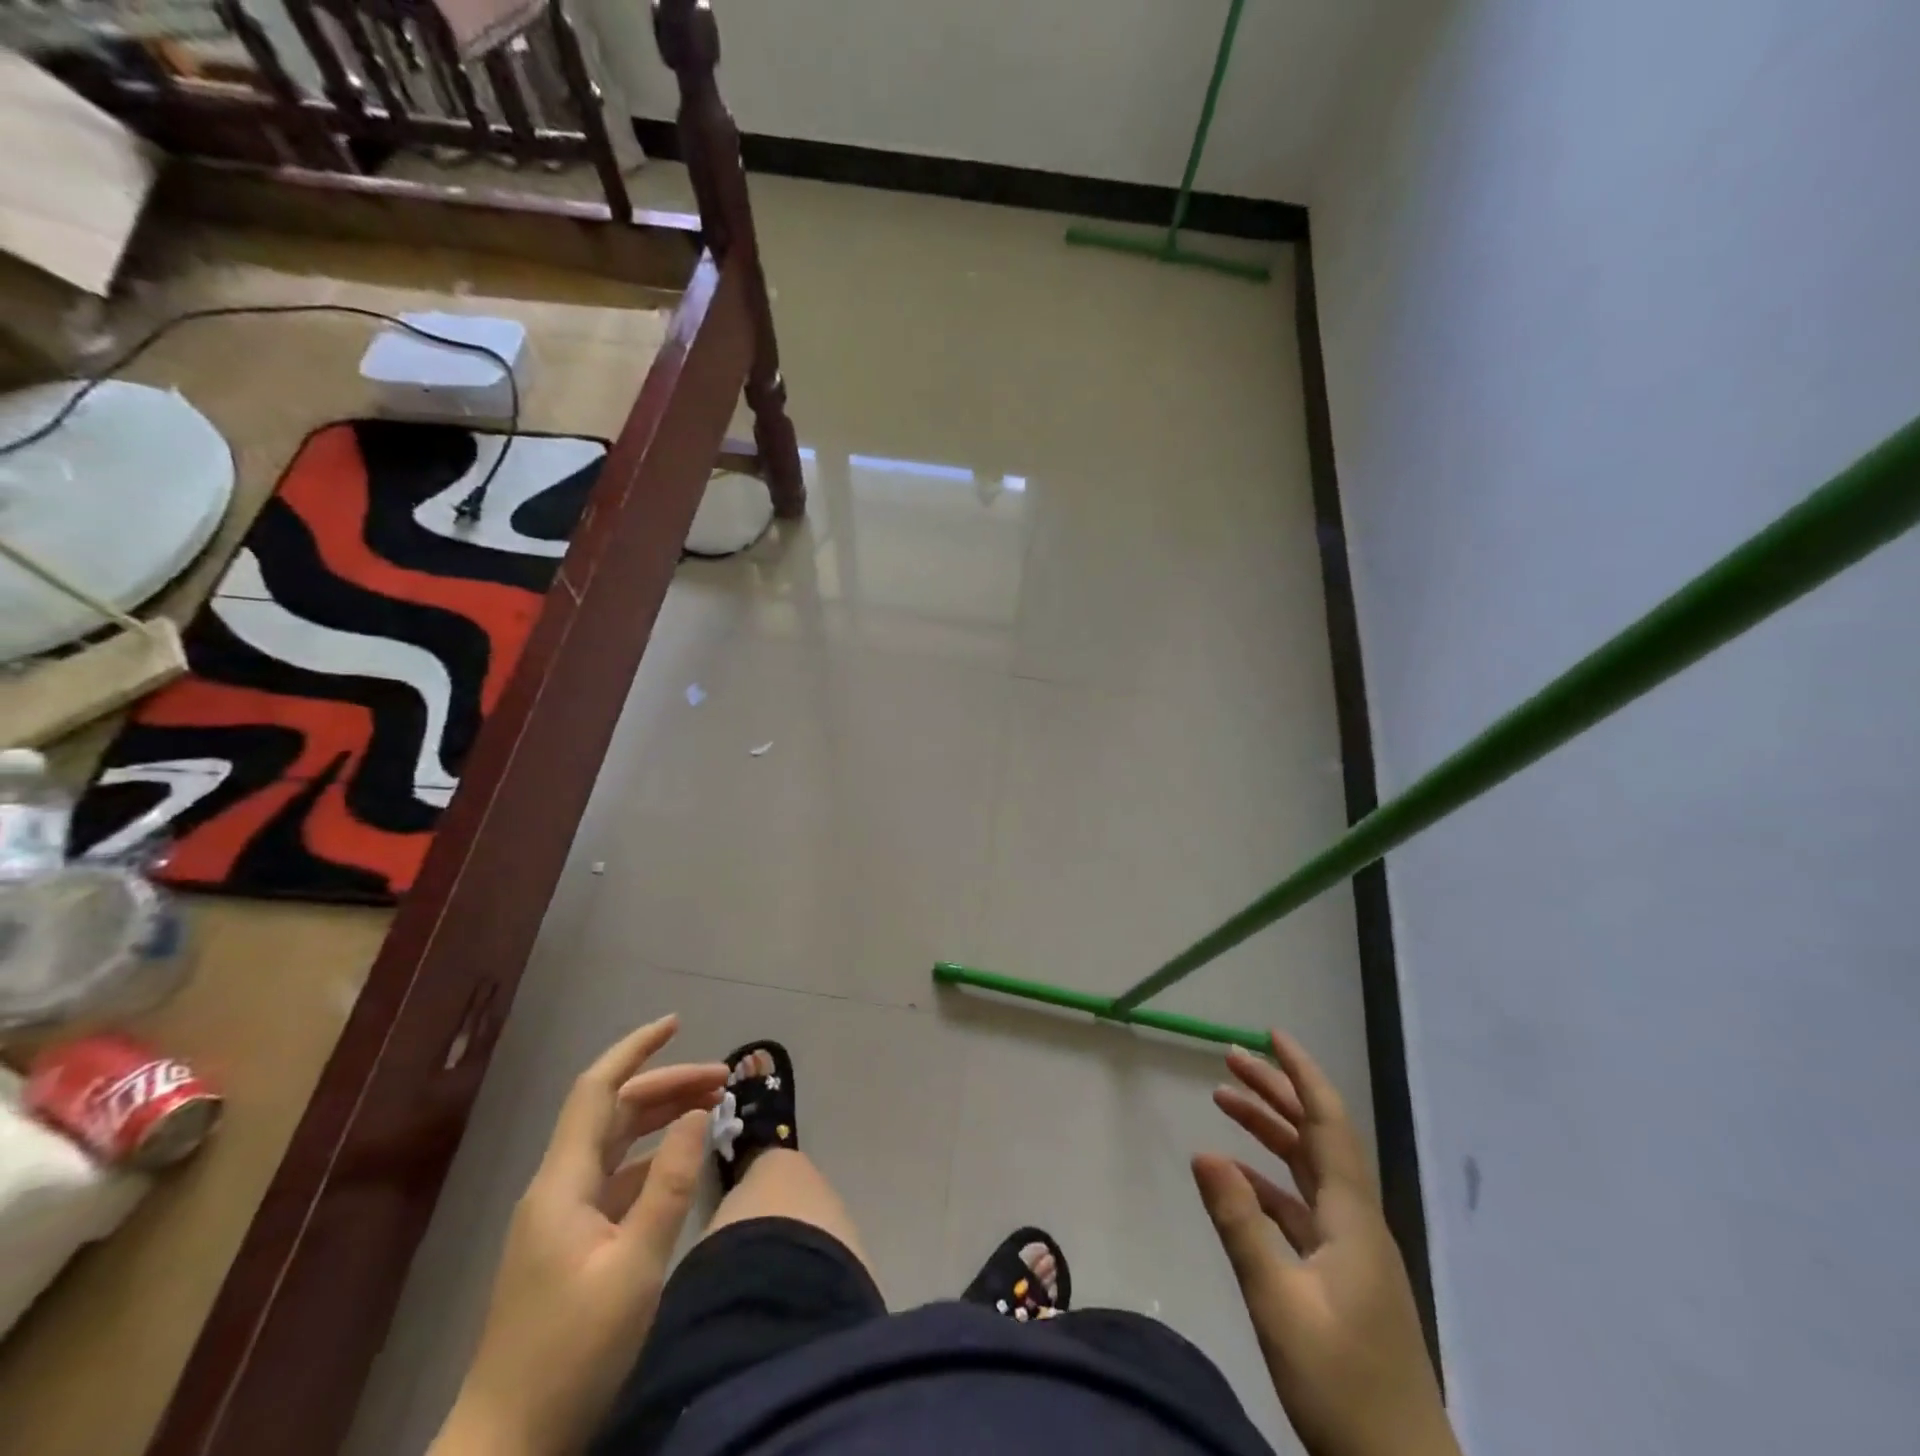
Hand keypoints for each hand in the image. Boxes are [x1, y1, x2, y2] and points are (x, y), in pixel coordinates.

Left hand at [433, 1016, 726, 1455]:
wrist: (508, 1447)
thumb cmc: (572, 1354)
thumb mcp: (636, 1266)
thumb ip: (669, 1184)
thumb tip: (697, 1114)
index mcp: (563, 1184)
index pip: (597, 1090)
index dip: (635, 1049)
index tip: (677, 1022)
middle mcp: (557, 1188)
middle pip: (613, 1112)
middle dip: (667, 1084)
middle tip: (724, 1080)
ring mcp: (560, 1217)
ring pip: (615, 1142)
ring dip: (661, 1118)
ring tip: (712, 1107)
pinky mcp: (569, 1244)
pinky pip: (615, 1177)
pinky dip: (650, 1157)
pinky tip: (680, 1164)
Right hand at [1192, 1034, 1458, 1455]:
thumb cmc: (1343, 1387)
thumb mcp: (1279, 1304)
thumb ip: (1240, 1225)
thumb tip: (1203, 1152)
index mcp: (1351, 1218)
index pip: (1328, 1123)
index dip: (1302, 1074)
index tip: (1272, 1035)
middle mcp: (1356, 1221)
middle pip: (1316, 1136)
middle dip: (1276, 1092)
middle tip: (1230, 1058)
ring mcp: (1351, 1250)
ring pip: (1307, 1168)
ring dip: (1269, 1131)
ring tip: (1223, 1100)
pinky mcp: (1342, 1276)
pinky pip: (1301, 1206)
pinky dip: (1267, 1181)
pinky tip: (1235, 1178)